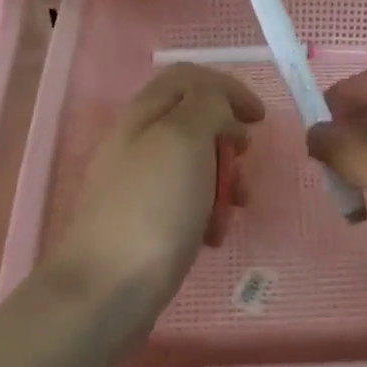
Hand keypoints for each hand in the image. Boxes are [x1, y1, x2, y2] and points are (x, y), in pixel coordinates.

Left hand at [48, 65, 264, 314]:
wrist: (107, 288)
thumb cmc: (154, 207)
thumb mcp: (184, 139)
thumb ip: (207, 106)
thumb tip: (220, 106)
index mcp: (144, 113)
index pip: (190, 78)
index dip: (229, 89)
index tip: (259, 120)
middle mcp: (138, 141)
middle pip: (194, 120)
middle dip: (228, 139)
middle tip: (244, 162)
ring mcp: (139, 183)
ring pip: (195, 164)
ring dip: (224, 179)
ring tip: (237, 206)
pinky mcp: (145, 221)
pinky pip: (186, 202)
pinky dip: (207, 211)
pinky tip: (213, 236)